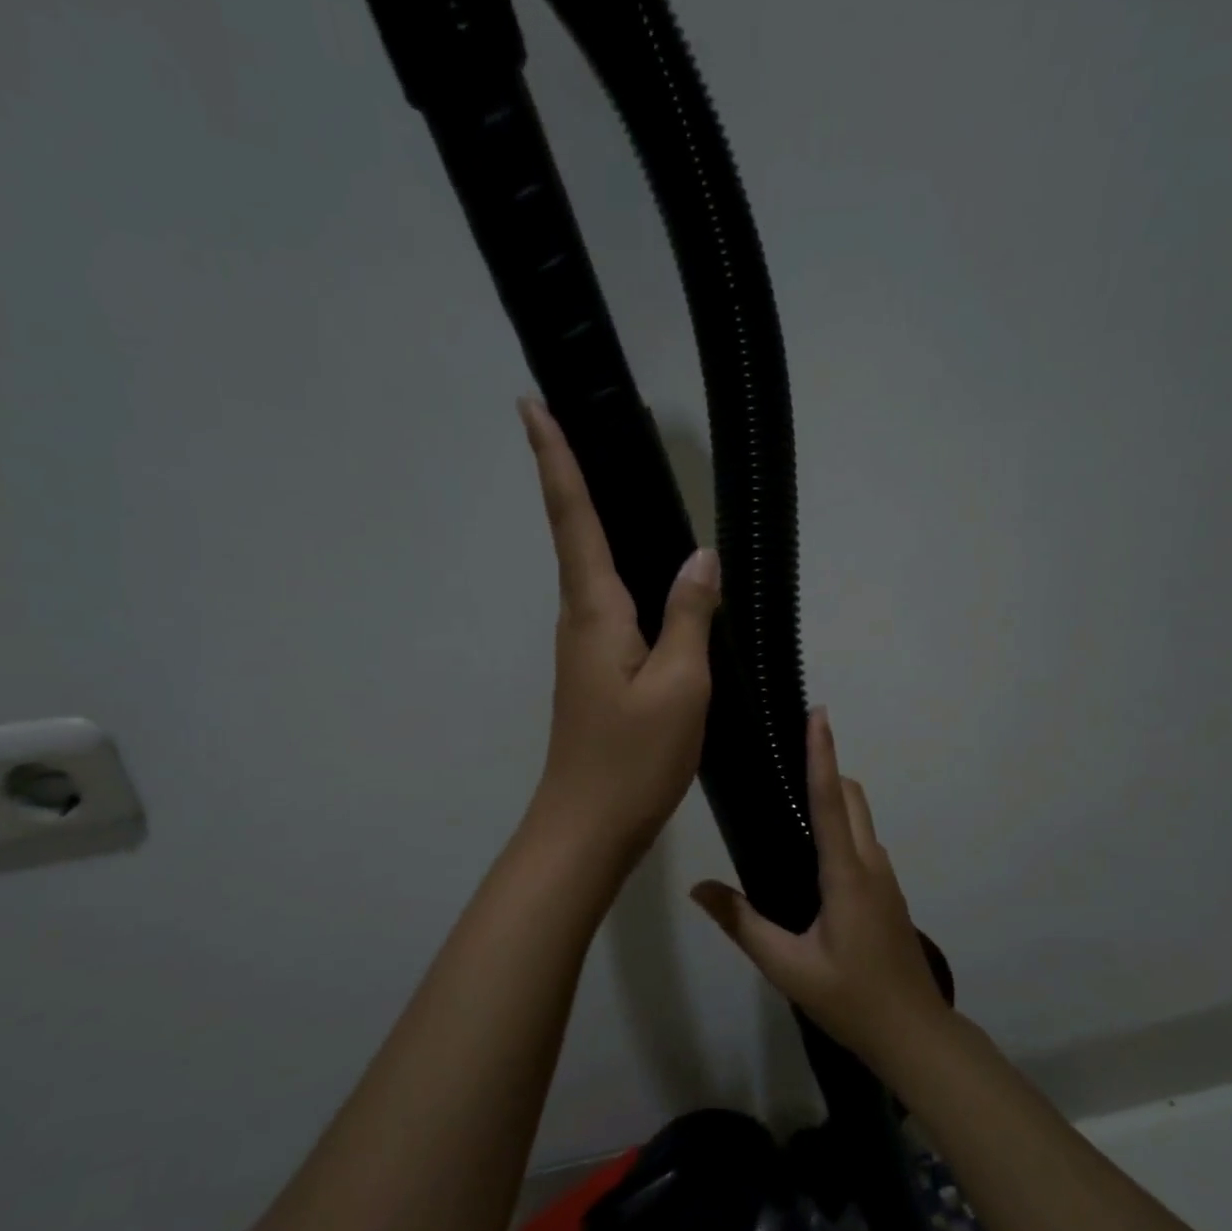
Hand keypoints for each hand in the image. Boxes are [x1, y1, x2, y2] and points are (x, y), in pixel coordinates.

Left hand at [520, 397, 718, 860]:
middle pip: (574, 534)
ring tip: (613, 477)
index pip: (573, 517)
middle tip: (578, 420)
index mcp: (595, 611)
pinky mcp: (595, 671)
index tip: (530, 404)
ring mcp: (584, 648)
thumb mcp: (680, 685)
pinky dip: (620, 569)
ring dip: (592, 519)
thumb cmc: (634, 758)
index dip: (553, 459)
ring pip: (592, 569)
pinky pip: (610, 604)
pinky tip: (647, 572)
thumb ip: (689, 616)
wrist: (588, 826)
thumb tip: (701, 557)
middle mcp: (580, 619)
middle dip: (569, 474)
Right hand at [689, 709, 951, 1068]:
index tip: (818, 714)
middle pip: (850, 797)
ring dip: (833, 797)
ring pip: (860, 818)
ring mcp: (884, 877)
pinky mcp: (887, 893)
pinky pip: (862, 841)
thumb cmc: (851, 999)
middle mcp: (870, 864)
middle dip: (825, 767)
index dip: (822, 754)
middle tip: (783, 757)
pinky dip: (840, 825)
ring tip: (788, 800)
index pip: (830, 800)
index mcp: (846, 874)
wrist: (915, 1034)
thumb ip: (742, 923)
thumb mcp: (787, 967)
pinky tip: (810, 851)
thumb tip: (699, 887)